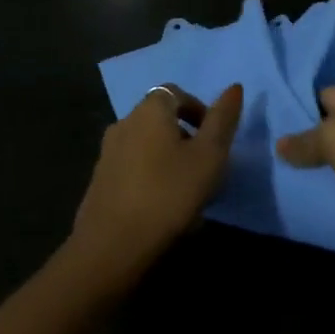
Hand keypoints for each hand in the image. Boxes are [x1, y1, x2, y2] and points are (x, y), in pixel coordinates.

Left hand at [68, 83, 242, 287]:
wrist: (111, 247)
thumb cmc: (168, 194)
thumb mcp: (209, 156)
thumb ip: (222, 120)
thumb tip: (235, 86)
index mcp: (150, 109)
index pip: (177, 93)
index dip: (198, 110)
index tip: (214, 138)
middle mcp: (125, 122)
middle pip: (161, 120)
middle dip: (185, 138)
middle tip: (204, 168)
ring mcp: (107, 152)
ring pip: (147, 146)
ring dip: (168, 160)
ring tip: (187, 193)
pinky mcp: (99, 181)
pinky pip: (133, 169)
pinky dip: (150, 178)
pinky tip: (162, 210)